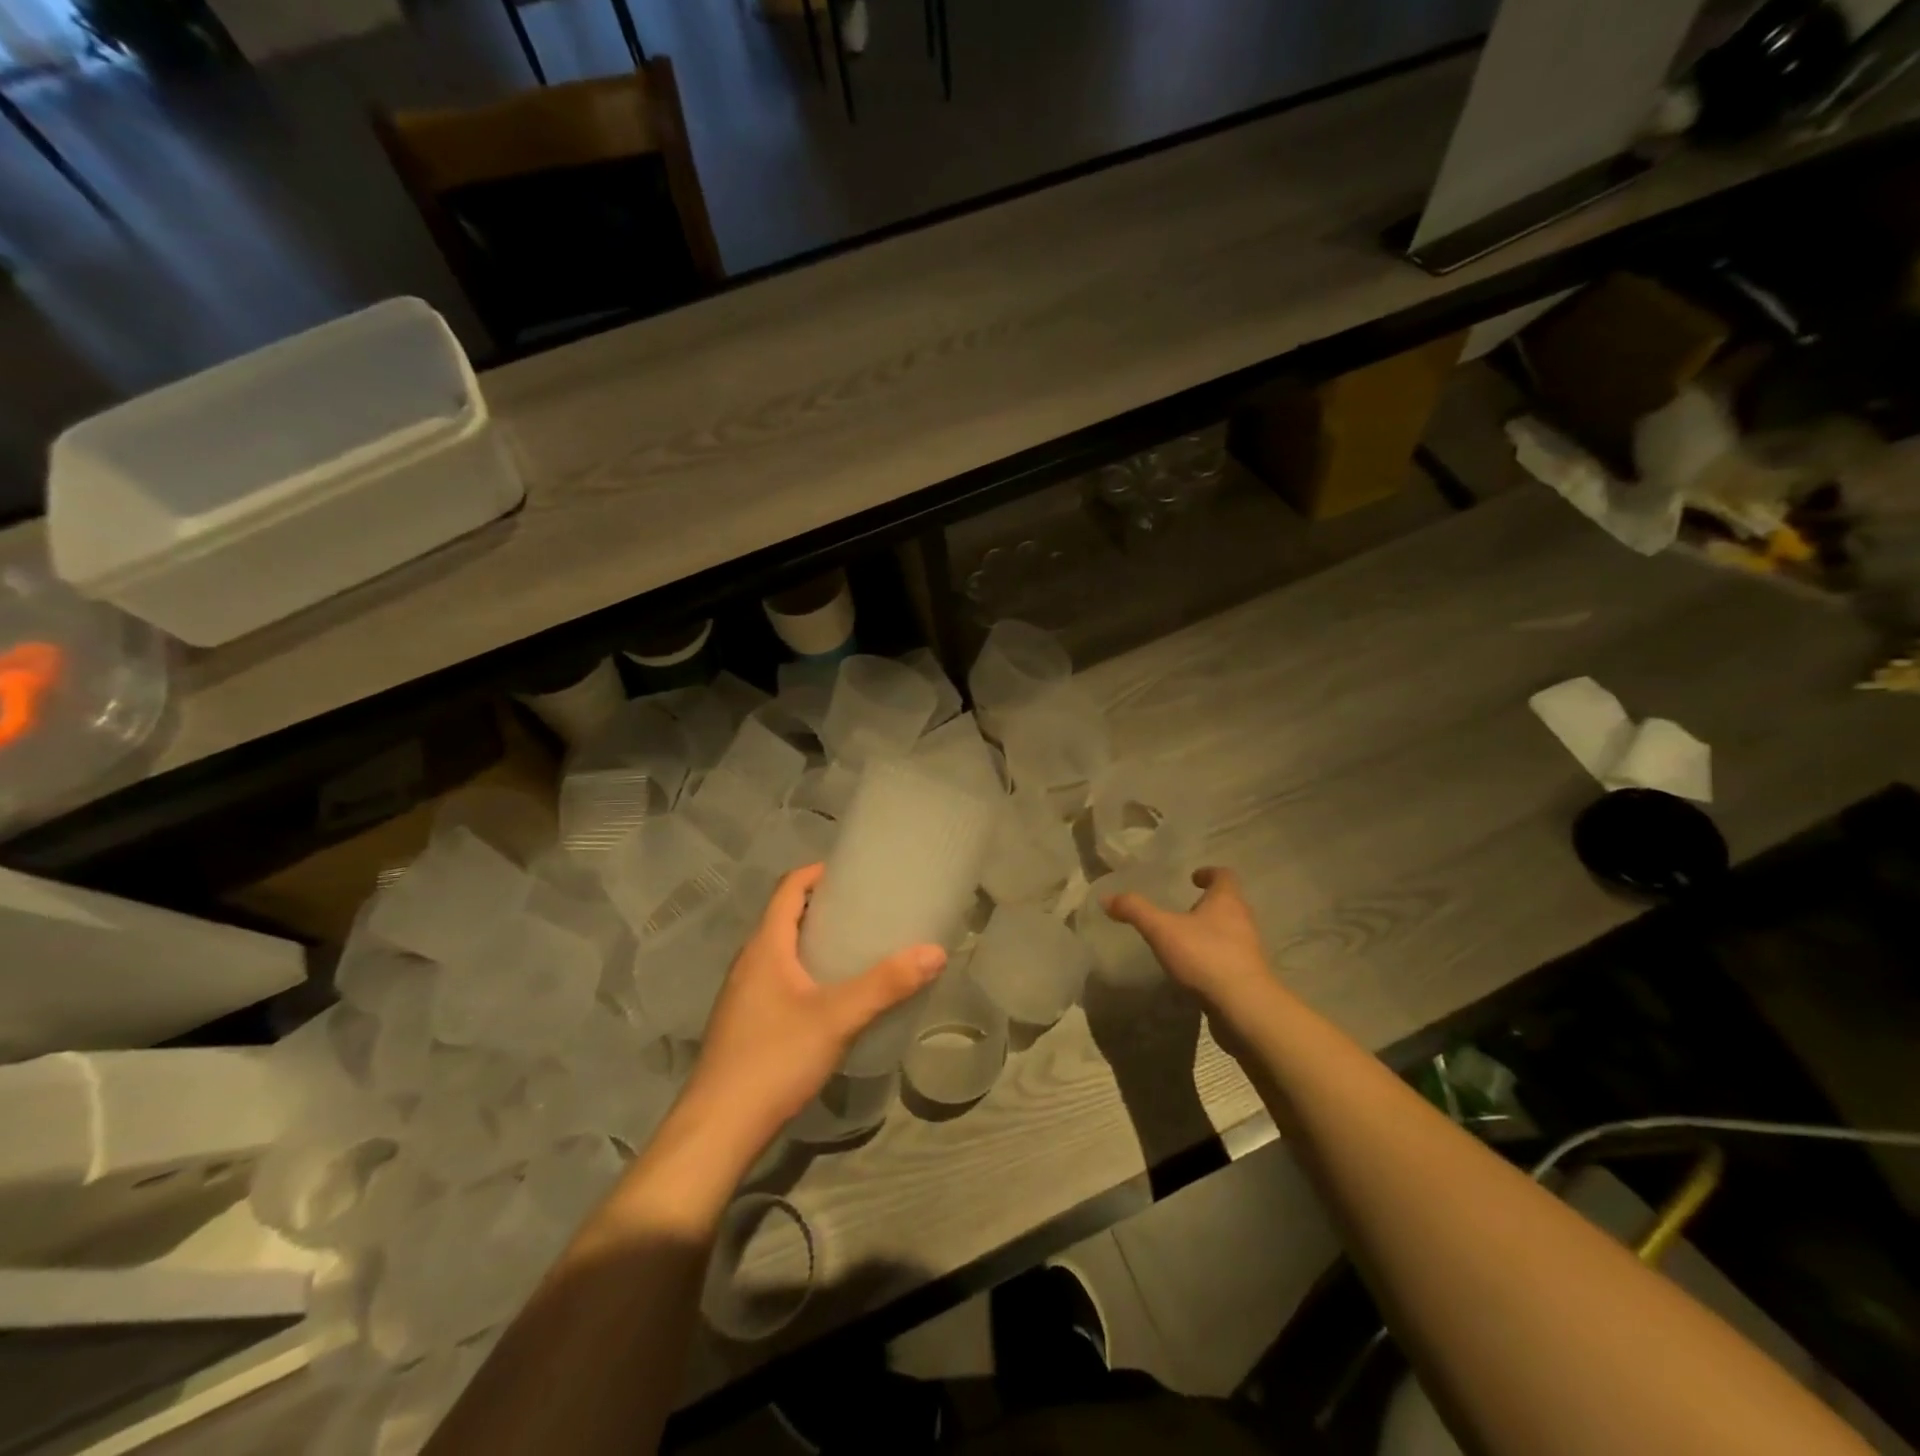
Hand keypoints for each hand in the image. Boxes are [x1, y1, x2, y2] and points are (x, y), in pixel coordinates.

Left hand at [683, 864, 945, 1157]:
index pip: (788, 888)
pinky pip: (778, 979)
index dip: (818, 872)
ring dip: (814, 941)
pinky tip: (831, 997)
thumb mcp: (837, 1018)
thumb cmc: (774, 1059)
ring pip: (781, 951)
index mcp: (765, 946)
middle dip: (823, 907)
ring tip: (856, 948)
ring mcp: (743, 994)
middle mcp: (749, 962)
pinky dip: (805, 971)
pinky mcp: (745, 1023)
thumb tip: (935, 951)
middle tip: (867, 909)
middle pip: (785, 917)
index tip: (854, 871)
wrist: (717, 1129)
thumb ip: (886, 985)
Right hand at [1105, 867, 1273, 1015]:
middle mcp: (1243, 920)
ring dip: (1211, 931)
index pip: (1224, 875)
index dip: (1209, 873)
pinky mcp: (1248, 976)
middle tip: (1184, 909)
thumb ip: (1135, 910)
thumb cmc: (1205, 956)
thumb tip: (1106, 897)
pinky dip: (1213, 957)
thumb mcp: (1162, 929)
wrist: (1244, 1007)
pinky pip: (1230, 958)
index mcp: (1227, 901)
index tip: (1193, 878)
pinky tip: (1194, 969)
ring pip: (1230, 931)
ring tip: (1185, 940)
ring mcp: (1249, 950)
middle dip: (1208, 904)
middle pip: (1229, 903)